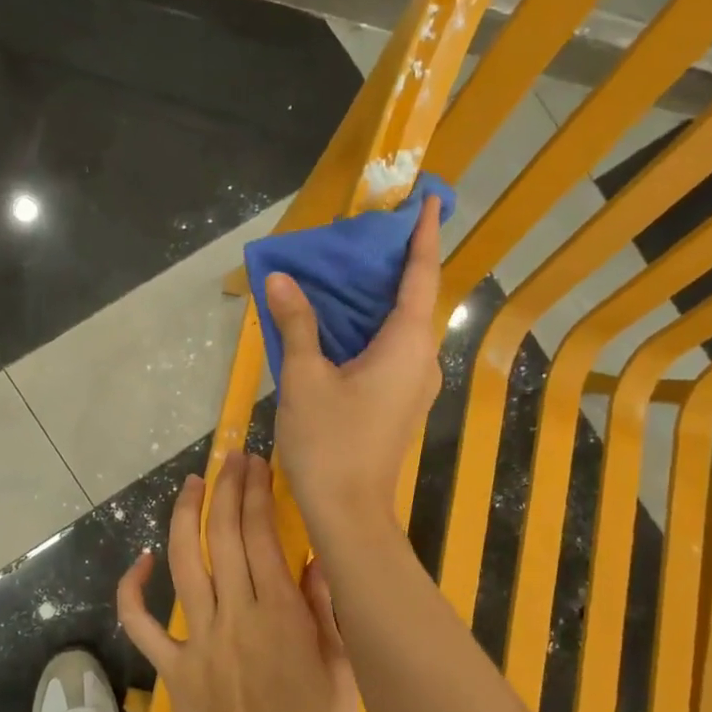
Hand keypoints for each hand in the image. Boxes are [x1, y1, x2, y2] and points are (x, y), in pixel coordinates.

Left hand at [118, 452, 359, 711]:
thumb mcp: (342, 675)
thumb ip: (326, 613)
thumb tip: (316, 560)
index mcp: (280, 614)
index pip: (262, 535)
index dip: (257, 492)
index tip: (256, 463)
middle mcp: (235, 615)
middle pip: (223, 536)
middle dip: (226, 488)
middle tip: (230, 457)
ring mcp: (197, 639)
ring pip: (185, 563)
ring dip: (186, 516)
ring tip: (192, 483)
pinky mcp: (172, 668)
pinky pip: (142, 624)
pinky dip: (133, 590)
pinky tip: (141, 561)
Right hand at [265, 197, 443, 540]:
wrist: (348, 512)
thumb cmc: (329, 443)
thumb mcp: (305, 378)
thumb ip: (297, 324)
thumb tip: (281, 279)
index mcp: (407, 345)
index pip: (421, 276)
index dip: (424, 235)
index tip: (430, 199)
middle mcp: (421, 359)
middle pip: (413, 299)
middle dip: (395, 263)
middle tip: (368, 231)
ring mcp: (414, 384)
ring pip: (401, 326)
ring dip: (380, 297)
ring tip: (349, 268)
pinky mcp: (401, 402)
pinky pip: (392, 349)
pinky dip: (372, 326)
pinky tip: (342, 321)